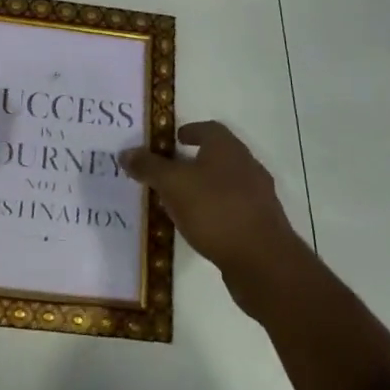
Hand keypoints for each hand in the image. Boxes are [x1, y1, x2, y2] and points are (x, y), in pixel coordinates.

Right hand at [124, 121, 300, 279]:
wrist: (263, 261)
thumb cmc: (215, 210)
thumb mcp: (173, 185)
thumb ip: (149, 167)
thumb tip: (126, 152)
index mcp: (228, 148)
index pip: (208, 129)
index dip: (190, 131)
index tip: (173, 140)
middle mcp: (247, 166)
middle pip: (218, 156)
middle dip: (194, 161)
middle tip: (168, 171)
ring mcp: (258, 197)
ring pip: (225, 184)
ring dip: (204, 188)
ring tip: (179, 201)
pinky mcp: (261, 225)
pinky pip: (232, 210)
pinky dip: (215, 211)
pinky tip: (199, 227)